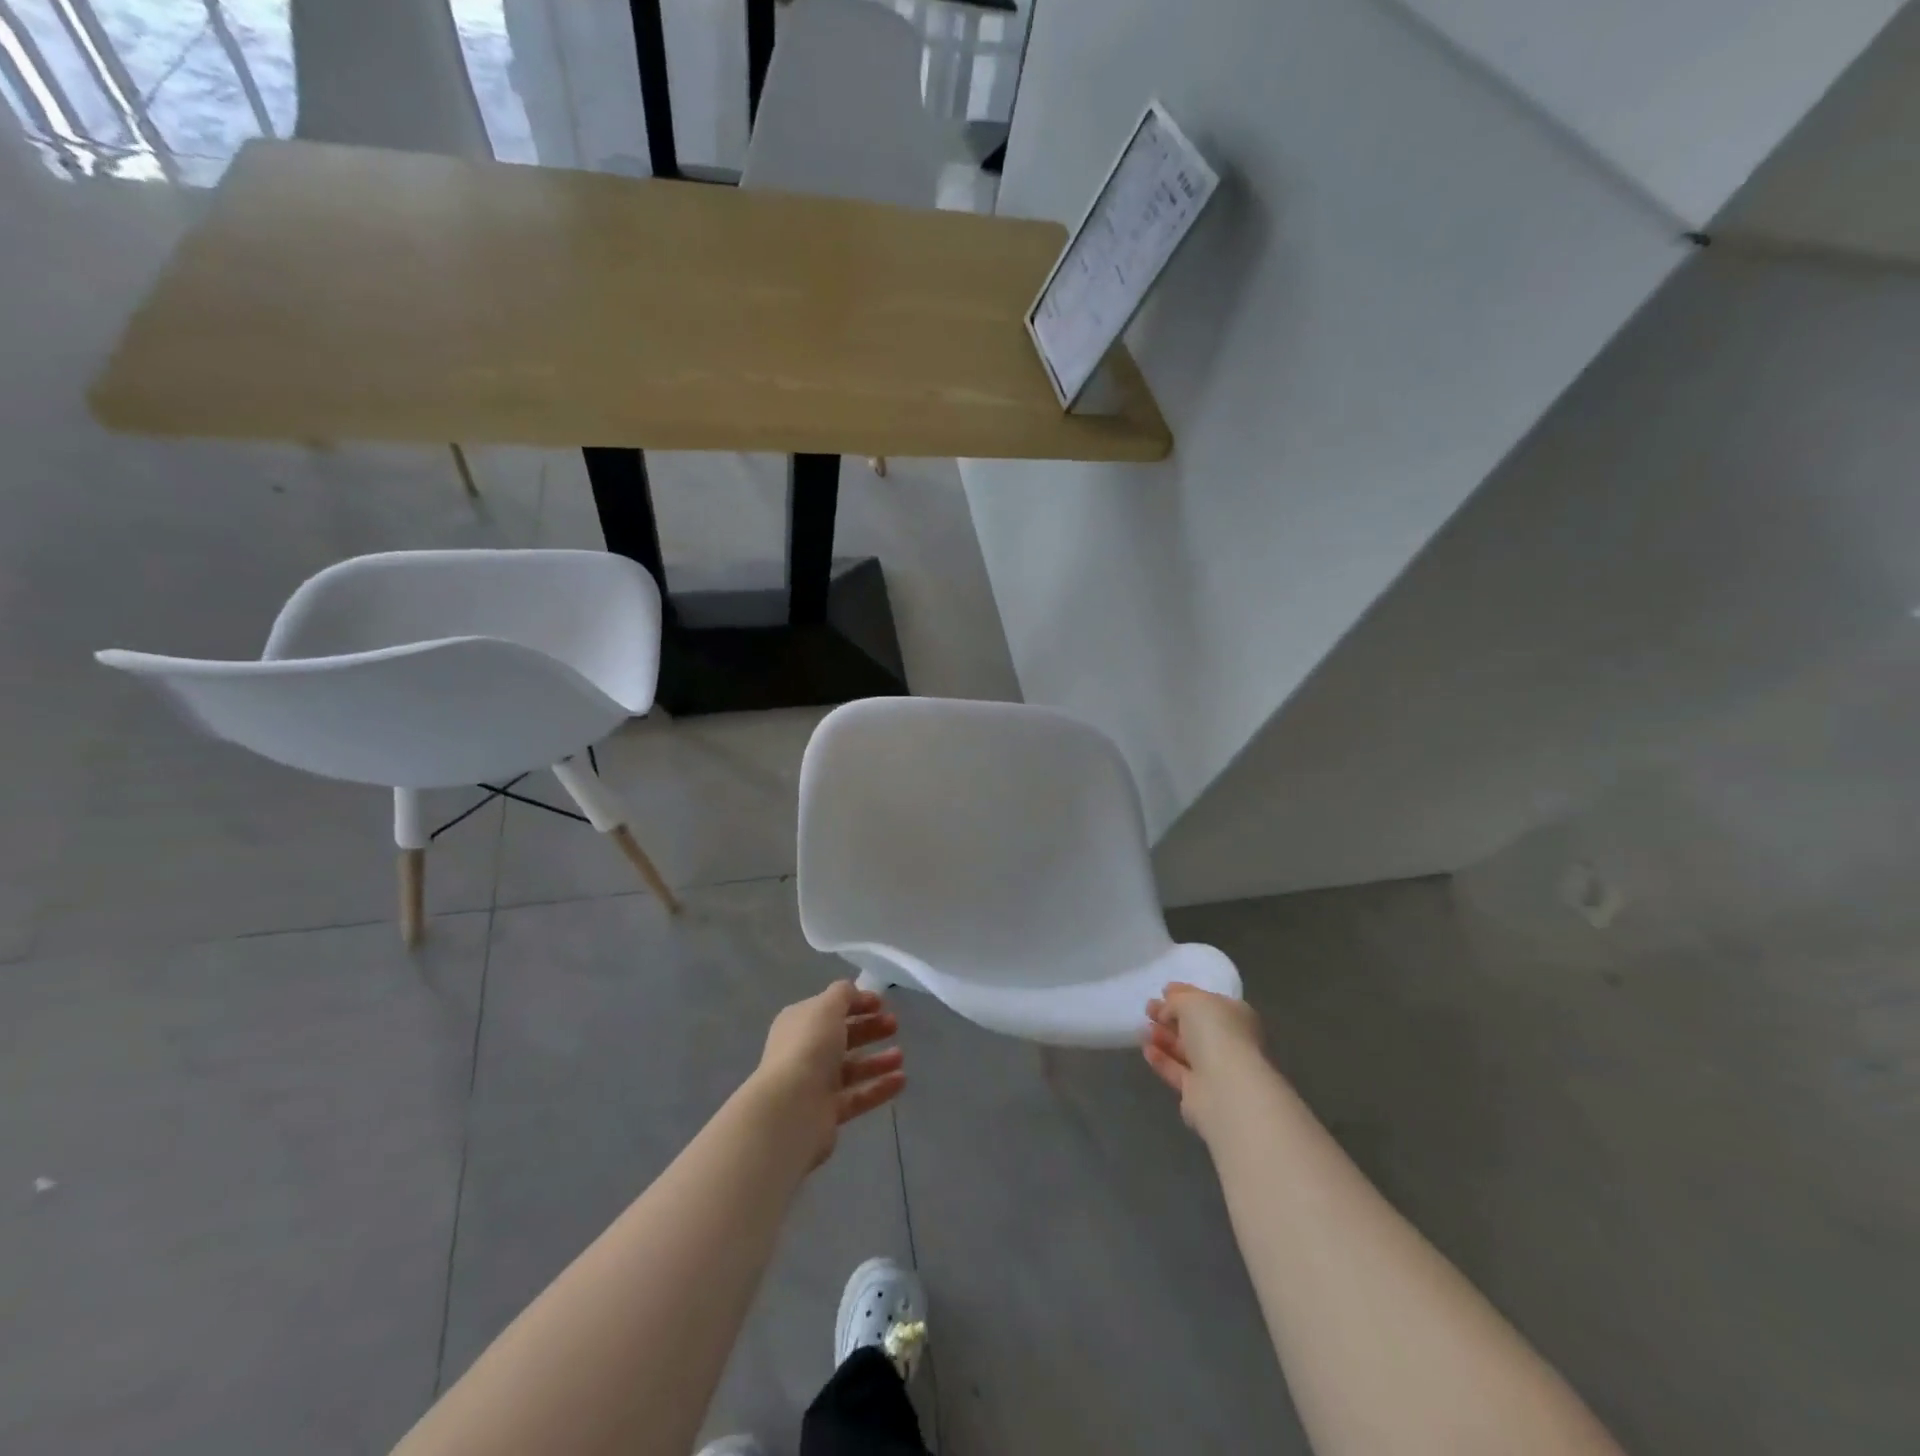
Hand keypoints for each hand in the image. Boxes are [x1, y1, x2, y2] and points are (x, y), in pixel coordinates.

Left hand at [751, 980, 905, 1168]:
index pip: (830, 1008)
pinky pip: (858, 1096)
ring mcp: (815, 1083)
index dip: (856, 1002)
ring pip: (852, 1068)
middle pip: (842, 1037)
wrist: (791, 1109)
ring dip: (877, 1060)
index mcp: (800, 1023)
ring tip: (900, 1056)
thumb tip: (853, 992)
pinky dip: (879, 1087)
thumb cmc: (809, 1047)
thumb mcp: (827, 1007)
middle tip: (894, 1025)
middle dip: (869, 1028)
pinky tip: (901, 1080)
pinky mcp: (828, 1112)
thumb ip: (843, 995)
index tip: (882, 1003)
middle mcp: (805, 1051)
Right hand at [1143, 982, 1265, 1136]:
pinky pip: (1176, 1070)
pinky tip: (1146, 1049)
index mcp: (1235, 1015)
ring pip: (1185, 1049)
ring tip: (1142, 1028)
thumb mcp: (1191, 1002)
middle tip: (1148, 1008)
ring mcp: (1215, 1068)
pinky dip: (1161, 1059)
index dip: (1185, 995)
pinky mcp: (1198, 1092)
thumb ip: (1176, 1000)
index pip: (1208, 1001)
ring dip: (1163, 1037)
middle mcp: (1229, 1042)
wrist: (1225, 1089)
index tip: (1162, 991)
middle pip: (1195, 1026)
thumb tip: (1166, 1010)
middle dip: (1170, 1017)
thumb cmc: (1215, 1033)